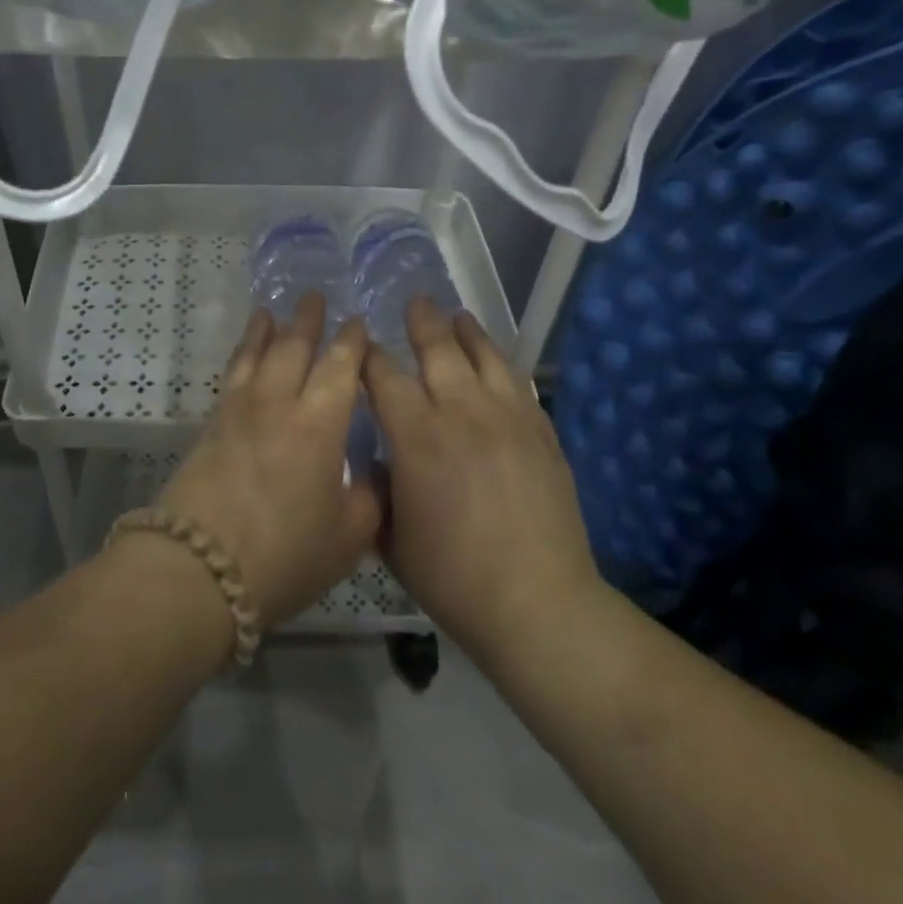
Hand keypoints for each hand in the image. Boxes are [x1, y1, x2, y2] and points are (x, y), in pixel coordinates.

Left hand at [157, 293, 382, 628]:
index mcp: (319, 423)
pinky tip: (244, 354)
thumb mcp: (347, 538)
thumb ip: (368, 498)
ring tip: (271, 309)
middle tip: (315, 294)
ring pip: (256, 354)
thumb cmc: (284, 555)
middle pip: (294, 347)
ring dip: (267, 328)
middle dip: (308, 319)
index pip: (340, 366)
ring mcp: (239, 410)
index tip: (359, 322)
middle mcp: (278, 403)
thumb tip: (372, 473)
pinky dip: (242, 354)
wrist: (198, 568)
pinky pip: (232, 374)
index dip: (352, 342)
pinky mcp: (210, 425)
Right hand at [364, 299, 601, 665]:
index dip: (369, 356)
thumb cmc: (452, 577)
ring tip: (458, 315)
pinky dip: (503, 365)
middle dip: (421, 323)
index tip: (361, 345)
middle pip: (438, 350)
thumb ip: (379, 490)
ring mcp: (508, 418)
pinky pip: (520, 383)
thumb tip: (381, 461)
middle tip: (415, 302)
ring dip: (467, 332)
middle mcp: (461, 412)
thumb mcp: (391, 538)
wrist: (536, 601)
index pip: (385, 376)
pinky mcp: (541, 432)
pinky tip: (498, 360)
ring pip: (485, 357)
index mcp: (416, 436)